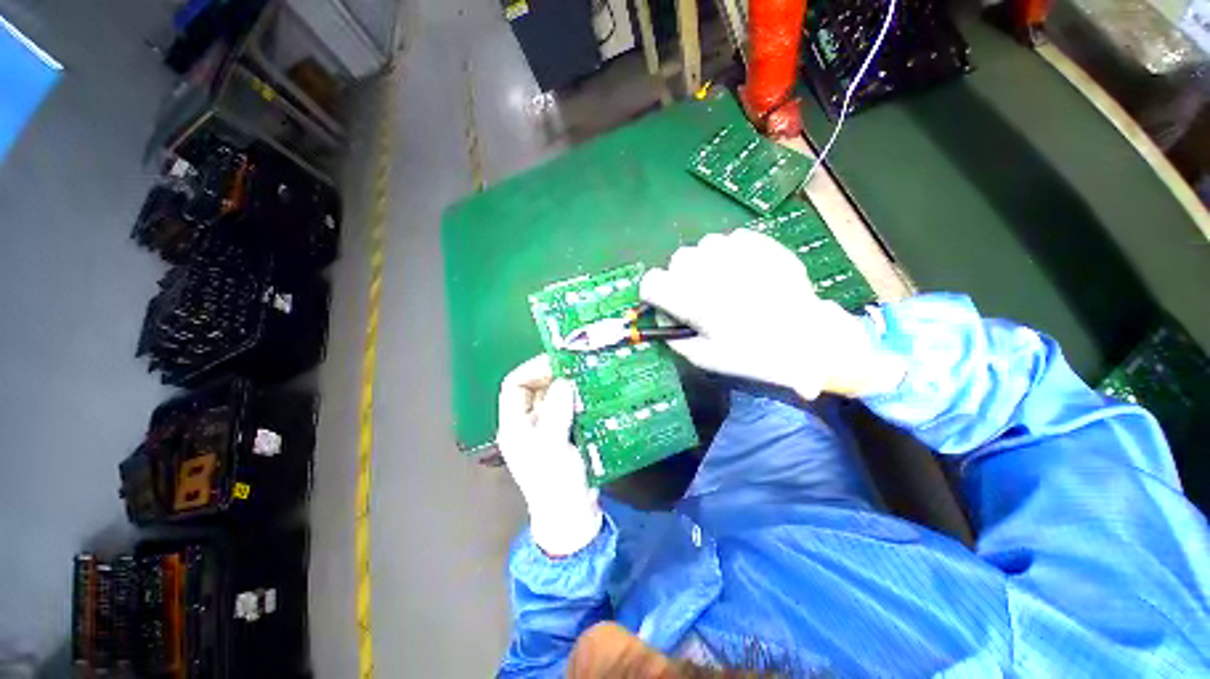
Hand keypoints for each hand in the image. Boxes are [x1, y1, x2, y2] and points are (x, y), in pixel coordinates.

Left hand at [497, 355, 601, 556]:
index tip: (558, 362)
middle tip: (580, 366)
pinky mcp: (568, 434)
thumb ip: (556, 412)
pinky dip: (583, 399)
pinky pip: (572, 408)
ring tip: (591, 376)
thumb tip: (564, 381)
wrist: (574, 517)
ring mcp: (549, 428)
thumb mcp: (552, 447)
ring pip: (557, 397)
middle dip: (556, 375)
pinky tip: (597, 395)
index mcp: (515, 424)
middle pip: (537, 388)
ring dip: (572, 386)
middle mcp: (529, 422)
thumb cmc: (555, 484)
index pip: (514, 385)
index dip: (533, 369)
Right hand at [640, 229, 904, 398]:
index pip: (652, 282)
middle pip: (677, 260)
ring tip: (724, 283)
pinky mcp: (758, 242)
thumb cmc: (753, 354)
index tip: (665, 302)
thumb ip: (673, 337)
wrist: (807, 338)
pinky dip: (729, 255)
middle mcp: (710, 270)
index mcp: (694, 301)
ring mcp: (735, 251)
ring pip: (702, 246)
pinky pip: (729, 240)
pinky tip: (744, 273)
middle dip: (681, 277)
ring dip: (705, 264)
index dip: (654, 293)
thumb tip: (661, 316)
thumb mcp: (705, 358)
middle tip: (700, 295)